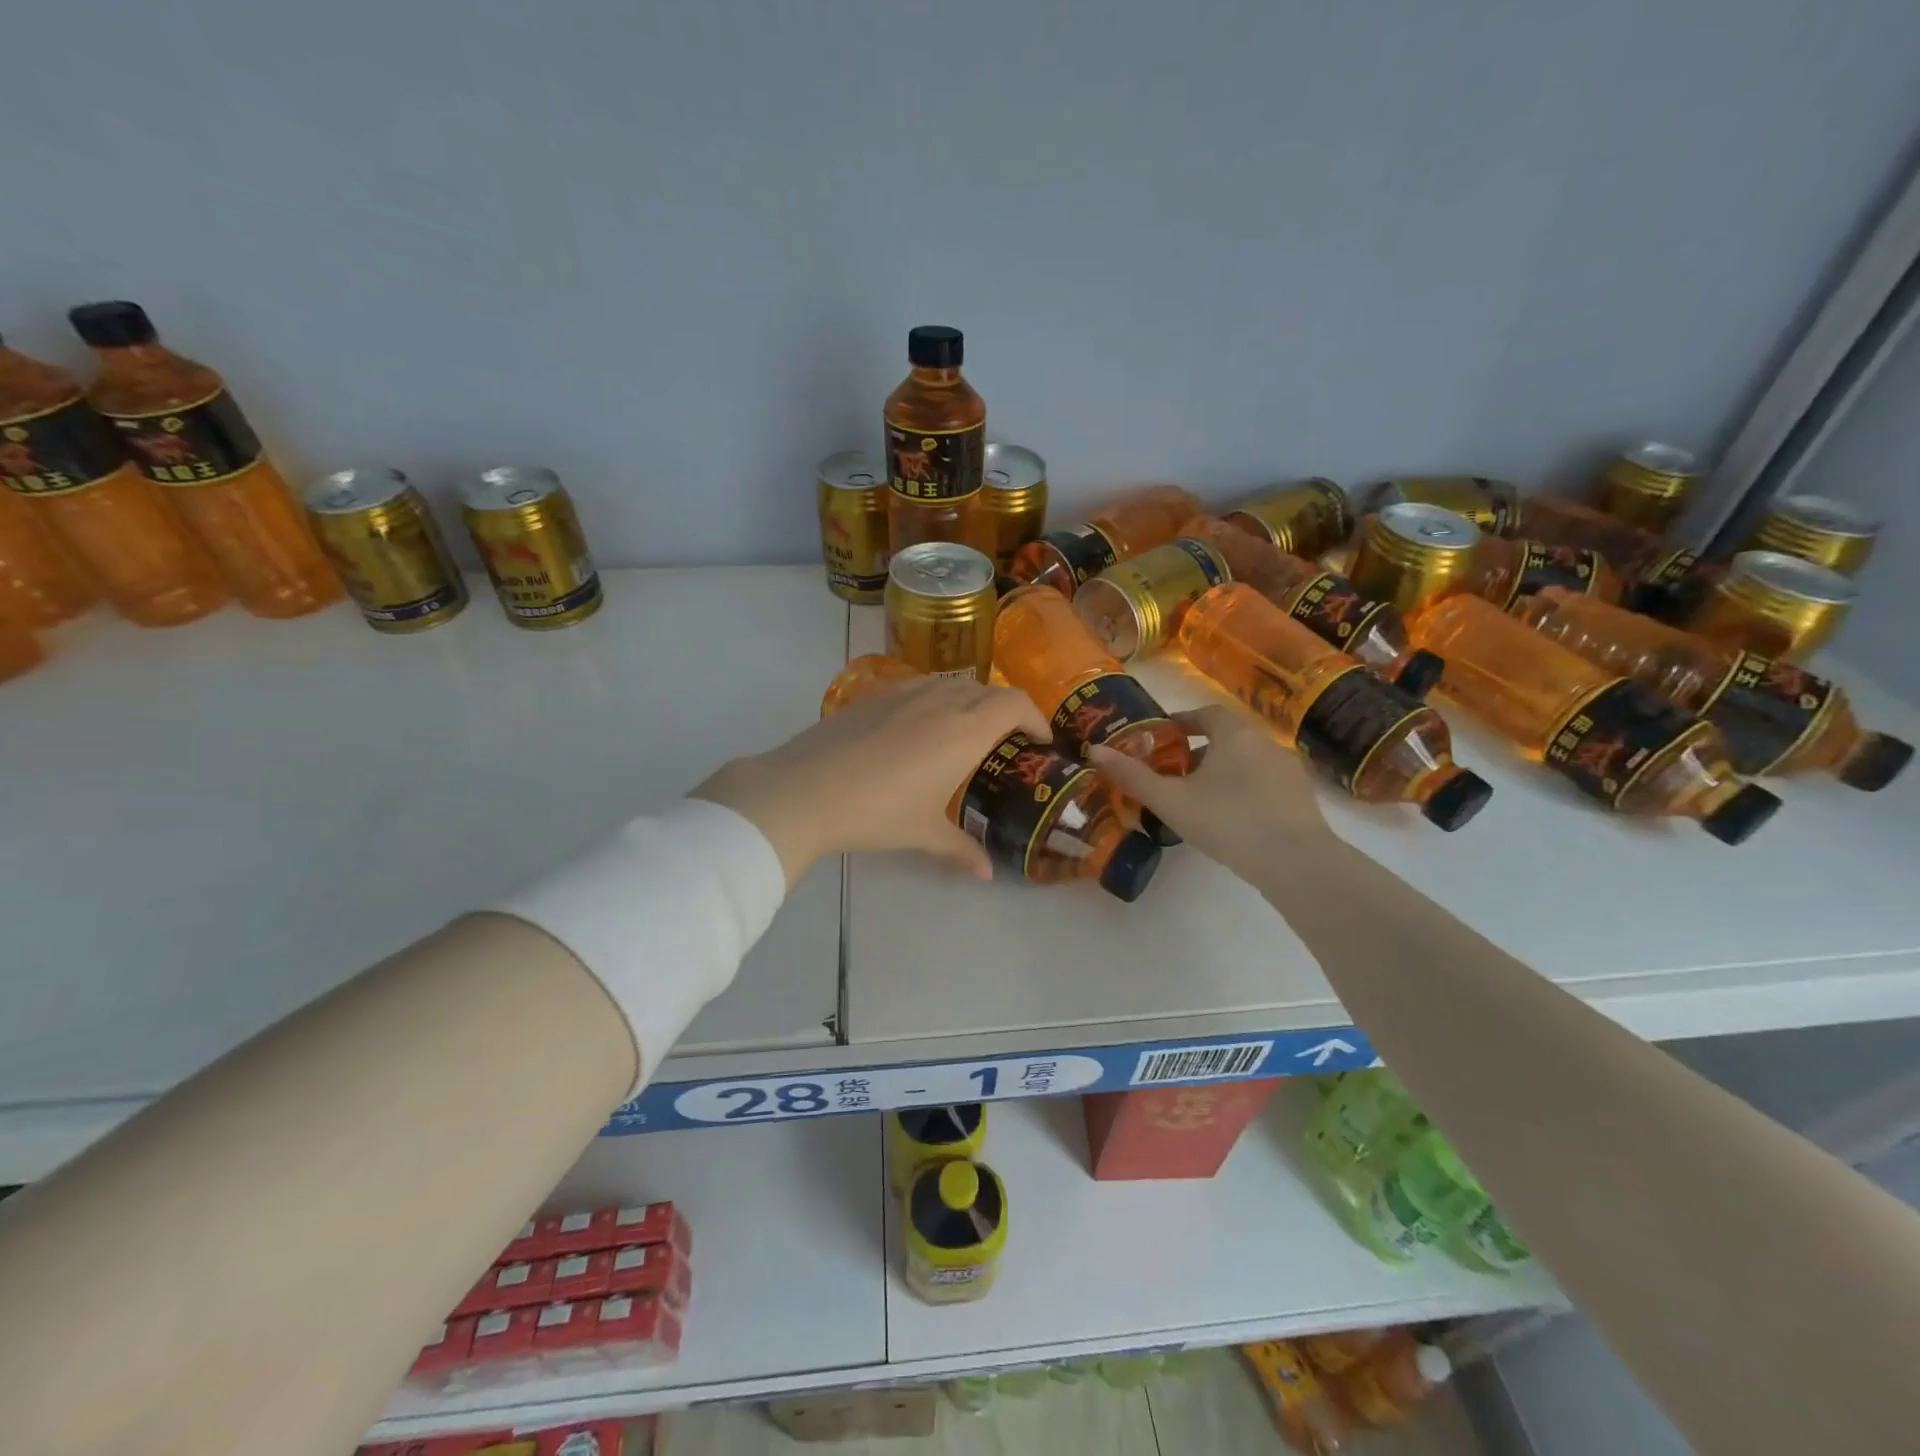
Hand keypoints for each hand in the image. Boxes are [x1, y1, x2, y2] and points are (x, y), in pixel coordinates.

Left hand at [692, 676, 1052, 883]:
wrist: (804, 790)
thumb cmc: (876, 813)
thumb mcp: (924, 834)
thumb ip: (961, 849)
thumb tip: (986, 873)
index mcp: (965, 730)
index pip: (1016, 704)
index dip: (1036, 717)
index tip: (1040, 741)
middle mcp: (941, 701)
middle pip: (989, 690)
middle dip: (1008, 711)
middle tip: (1008, 742)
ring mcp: (906, 693)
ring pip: (954, 684)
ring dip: (973, 701)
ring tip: (968, 733)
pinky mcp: (876, 695)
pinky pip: (923, 687)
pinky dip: (939, 700)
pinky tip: (923, 730)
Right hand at [1088, 704, 1329, 880]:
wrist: (1295, 861)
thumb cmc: (1227, 820)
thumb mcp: (1170, 800)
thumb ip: (1132, 776)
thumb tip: (1094, 750)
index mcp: (1234, 734)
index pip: (1207, 713)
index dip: (1183, 720)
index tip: (1164, 735)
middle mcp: (1266, 743)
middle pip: (1228, 737)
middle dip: (1200, 749)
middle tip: (1175, 772)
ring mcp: (1289, 771)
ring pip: (1249, 762)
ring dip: (1225, 772)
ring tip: (1201, 798)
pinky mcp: (1302, 799)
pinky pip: (1267, 785)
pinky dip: (1246, 792)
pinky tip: (1233, 819)